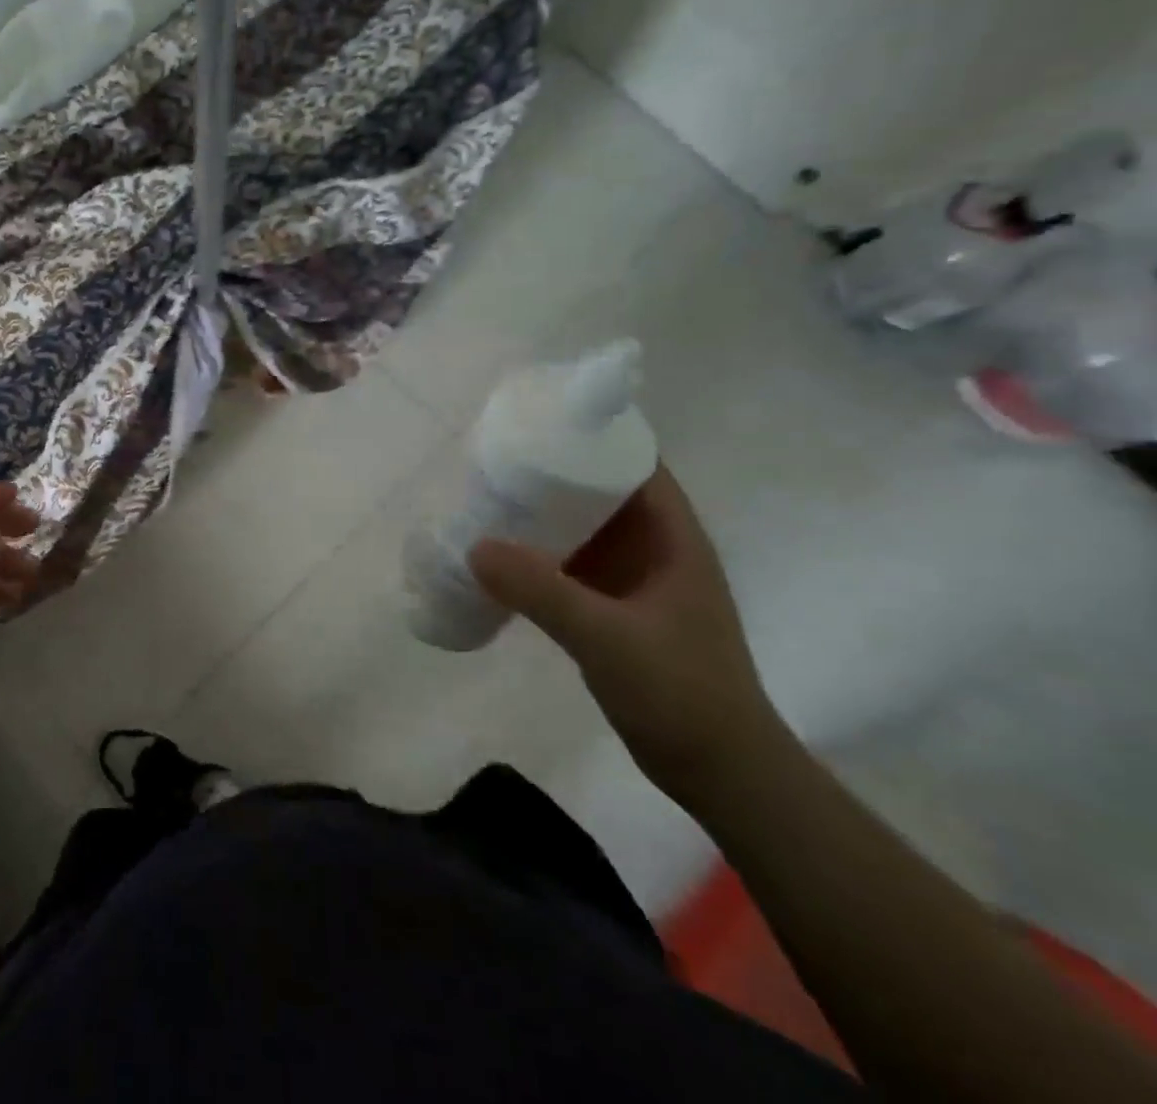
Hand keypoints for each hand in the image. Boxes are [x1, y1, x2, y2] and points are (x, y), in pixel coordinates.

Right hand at [469, 466, 786, 809]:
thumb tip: (475, 546)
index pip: (635, 464)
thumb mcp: (608, 638)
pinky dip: (541, 556)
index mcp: (673, 538)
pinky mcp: (617, 611)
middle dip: (553, 474)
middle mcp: (655, 549)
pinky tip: (502, 559)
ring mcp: (636, 582)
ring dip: (543, 517)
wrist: (721, 773)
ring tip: (489, 500)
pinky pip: (572, 566)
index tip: (539, 423)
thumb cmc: (681, 693)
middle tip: (495, 461)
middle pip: (602, 492)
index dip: (593, 437)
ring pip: (584, 530)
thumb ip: (542, 591)